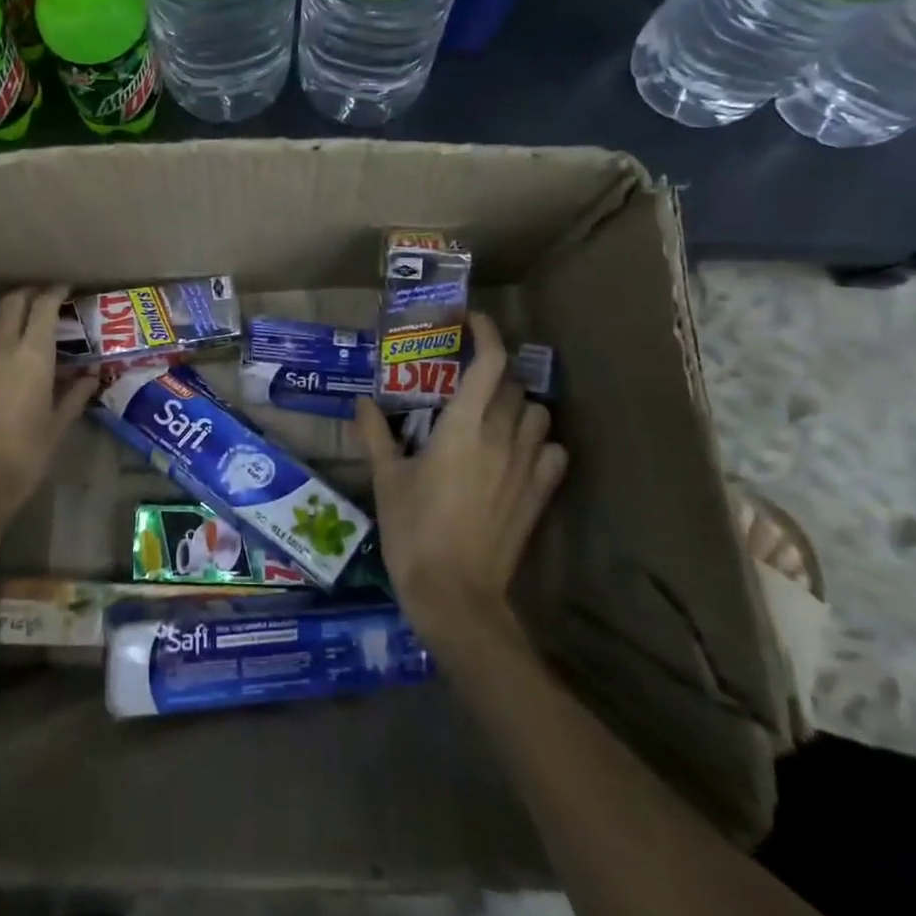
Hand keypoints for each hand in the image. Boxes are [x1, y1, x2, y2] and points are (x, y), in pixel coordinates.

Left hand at [0, 287, 97, 548]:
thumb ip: (75, 396)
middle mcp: (1, 346)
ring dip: (1, 308)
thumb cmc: (26, 454)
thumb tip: (91, 377)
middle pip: (12, 303)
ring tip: (14, 313)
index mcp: (33, 354)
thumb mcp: (59, 425)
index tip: (66, 288)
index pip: (44, 307)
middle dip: (28, 294)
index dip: (55, 291)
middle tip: (43, 297)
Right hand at [354, 312, 568, 647]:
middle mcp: (503, 436)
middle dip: (492, 370)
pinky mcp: (541, 495)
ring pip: (538, 413)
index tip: (468, 320)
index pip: (489, 361)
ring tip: (492, 413)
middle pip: (513, 383)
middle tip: (464, 377)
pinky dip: (540, 442)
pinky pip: (553, 452)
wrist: (456, 595)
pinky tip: (518, 452)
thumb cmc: (414, 530)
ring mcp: (527, 466)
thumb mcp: (387, 479)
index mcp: (464, 426)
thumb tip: (362, 403)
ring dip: (518, 404)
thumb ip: (375, 434)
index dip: (484, 331)